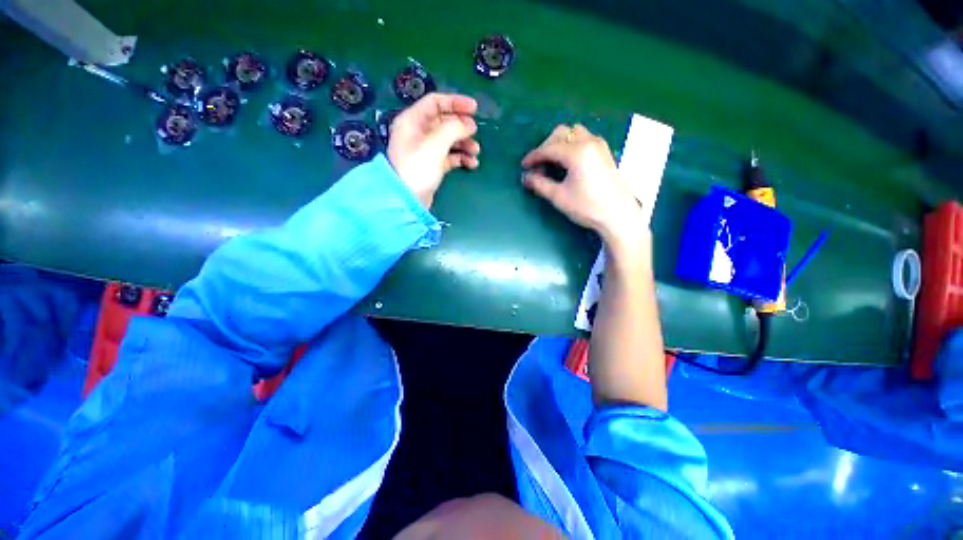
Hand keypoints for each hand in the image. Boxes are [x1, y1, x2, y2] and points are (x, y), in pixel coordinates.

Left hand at [387, 93, 480, 208]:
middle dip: (461, 127)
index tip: (475, 109)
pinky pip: (449, 156)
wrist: (408, 200)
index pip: (435, 102)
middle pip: (443, 122)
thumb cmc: (418, 168)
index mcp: (413, 120)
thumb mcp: (436, 144)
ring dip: (464, 144)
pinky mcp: (432, 166)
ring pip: (448, 140)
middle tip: (475, 133)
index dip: (455, 102)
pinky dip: (460, 158)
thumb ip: (453, 128)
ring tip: (476, 152)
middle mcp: (418, 133)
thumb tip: (469, 124)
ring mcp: (425, 150)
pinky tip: (471, 164)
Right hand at [522, 124, 645, 247]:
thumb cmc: (587, 207)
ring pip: (574, 133)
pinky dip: (571, 145)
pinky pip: (584, 138)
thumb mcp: (559, 197)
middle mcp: (589, 142)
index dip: (533, 157)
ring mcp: (599, 145)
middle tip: (538, 166)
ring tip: (553, 163)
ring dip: (559, 143)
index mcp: (577, 152)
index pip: (549, 148)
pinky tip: (567, 162)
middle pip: (561, 133)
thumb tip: (526, 177)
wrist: (618, 215)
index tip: (523, 166)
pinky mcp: (604, 152)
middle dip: (546, 147)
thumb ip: (540, 184)